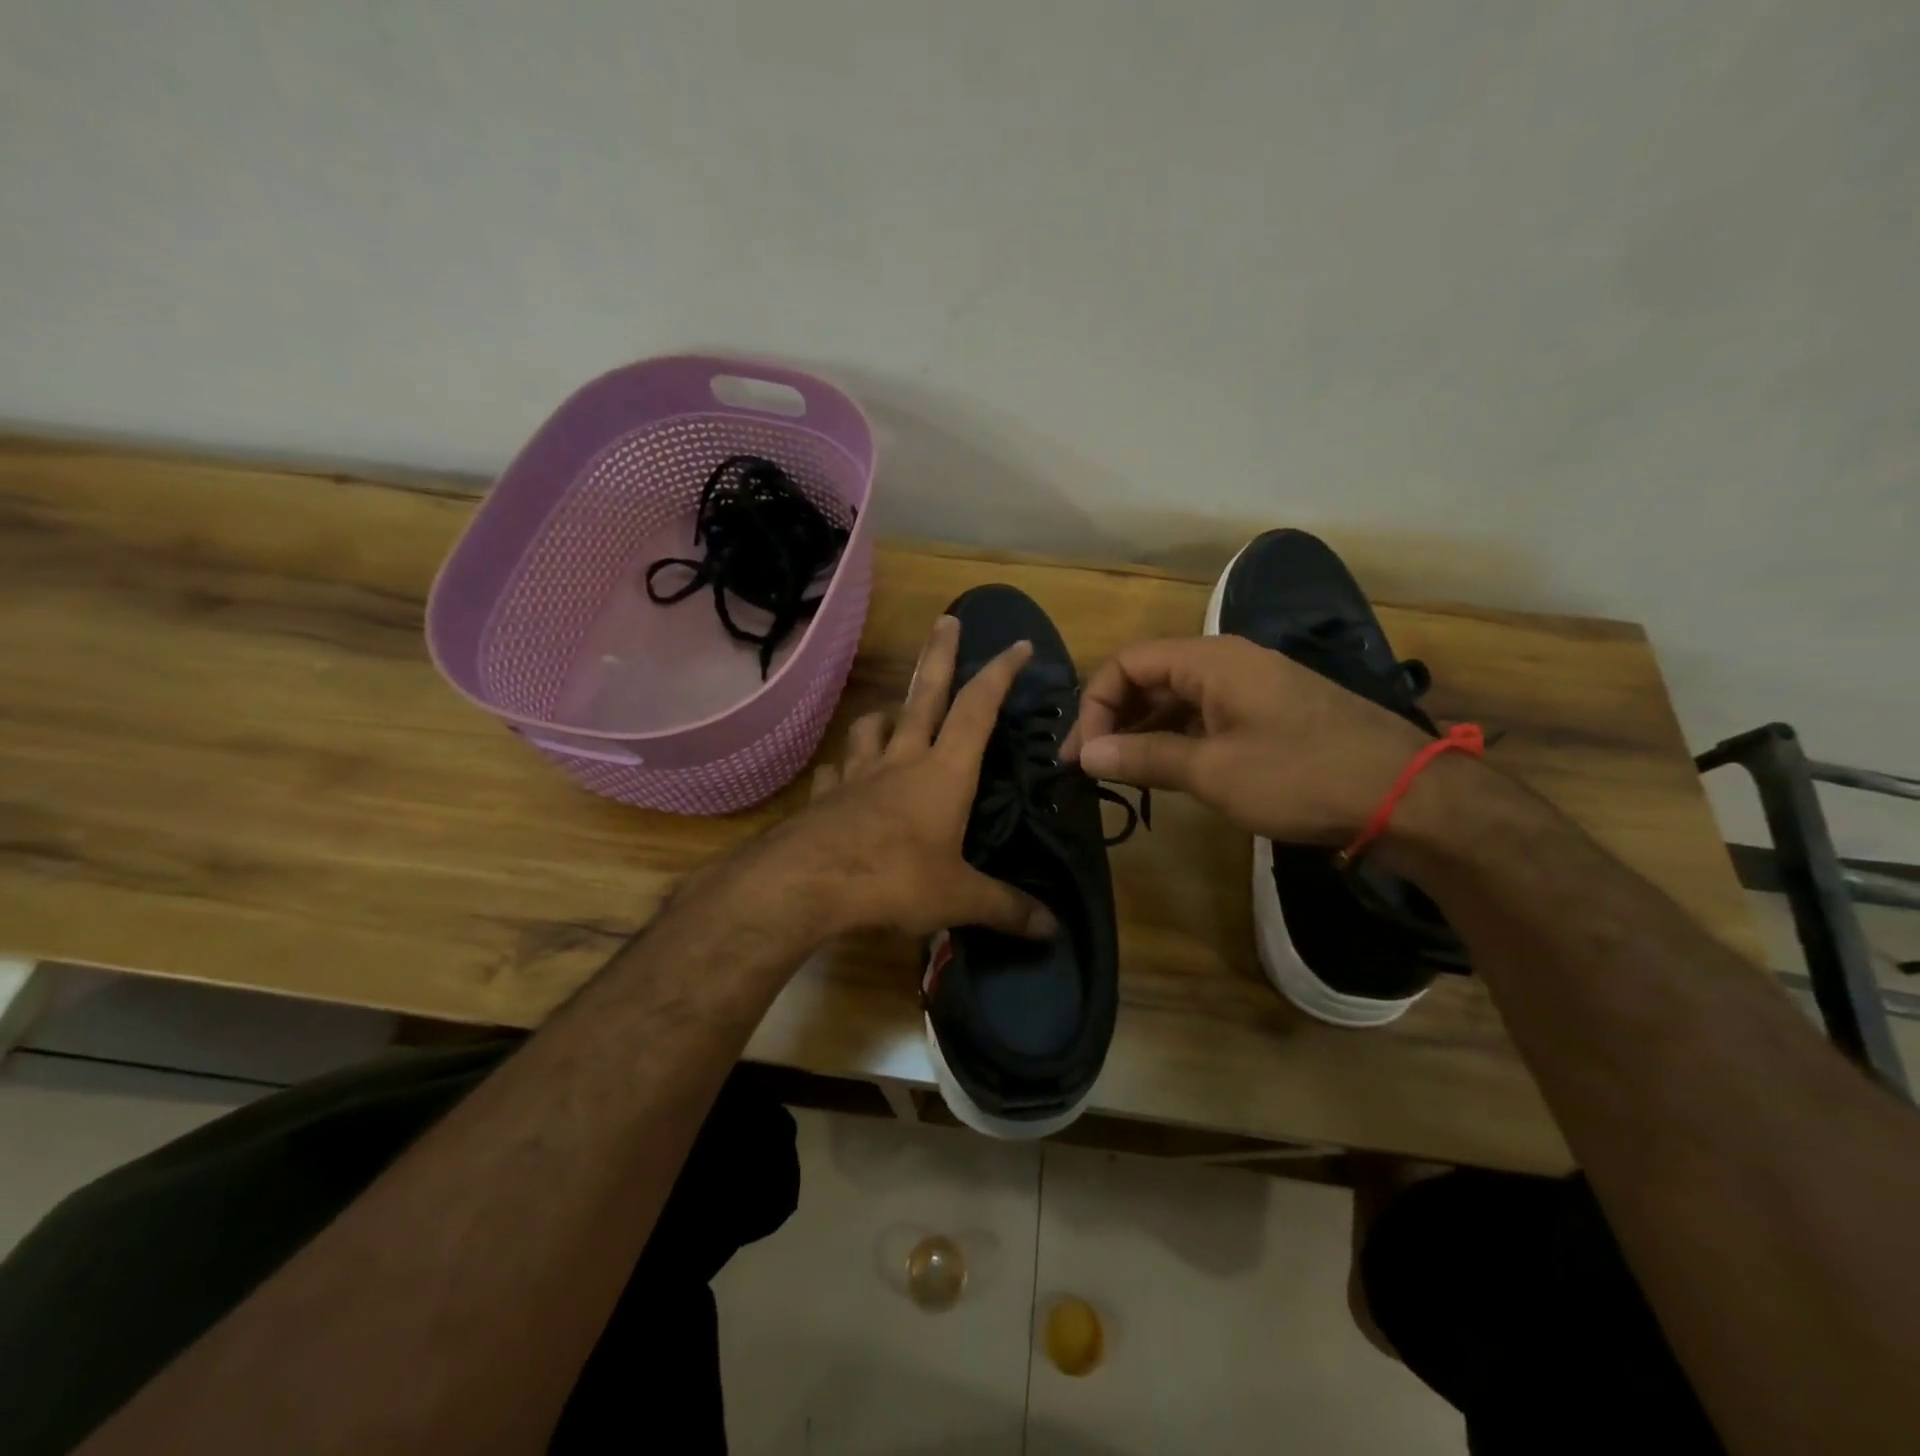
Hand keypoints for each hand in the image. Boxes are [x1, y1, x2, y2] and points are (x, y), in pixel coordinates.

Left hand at [750, 615, 1057, 940]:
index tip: (1017, 644)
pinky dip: (844, 766)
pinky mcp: (825, 795)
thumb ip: (1006, 909)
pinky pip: (836, 770)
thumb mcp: (958, 898)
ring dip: (887, 712)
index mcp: (944, 773)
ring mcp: (857, 773)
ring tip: (893, 713)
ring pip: (873, 726)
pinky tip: (843, 775)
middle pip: (923, 694)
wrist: (807, 884)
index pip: (978, 709)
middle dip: (939, 654)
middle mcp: (901, 759)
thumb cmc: (894, 879)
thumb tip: (1054, 930)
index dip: (1000, 674)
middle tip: (946, 620)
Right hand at [1060, 635, 1431, 844]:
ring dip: (1141, 729)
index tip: (1080, 756)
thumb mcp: (1212, 771)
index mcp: (1211, 660)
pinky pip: (1205, 714)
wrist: (1406, 796)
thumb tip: (1085, 755)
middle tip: (1090, 766)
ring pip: (1176, 697)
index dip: (1094, 706)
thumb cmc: (1301, 775)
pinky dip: (1175, 736)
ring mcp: (1252, 687)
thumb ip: (1143, 757)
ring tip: (1119, 771)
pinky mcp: (1269, 713)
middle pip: (1149, 676)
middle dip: (1112, 718)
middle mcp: (1228, 661)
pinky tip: (1165, 768)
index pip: (1127, 664)